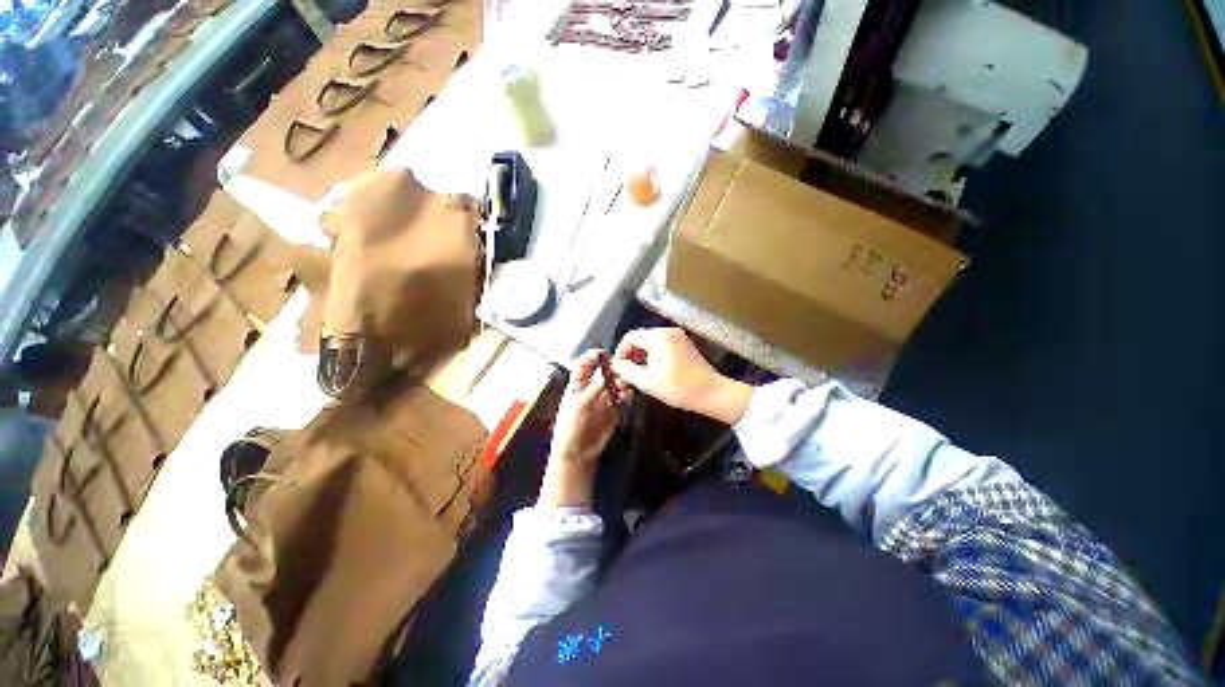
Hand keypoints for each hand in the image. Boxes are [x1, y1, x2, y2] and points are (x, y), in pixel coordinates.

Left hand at [539, 350, 630, 507]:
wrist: (577, 455)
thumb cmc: (569, 429)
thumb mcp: (578, 407)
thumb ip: (594, 390)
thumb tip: (608, 373)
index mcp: (577, 385)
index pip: (584, 365)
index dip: (592, 357)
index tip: (602, 353)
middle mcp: (591, 390)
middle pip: (604, 373)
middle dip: (612, 370)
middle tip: (621, 370)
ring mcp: (603, 400)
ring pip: (615, 385)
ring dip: (621, 382)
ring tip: (625, 385)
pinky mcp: (613, 411)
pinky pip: (622, 399)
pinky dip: (626, 396)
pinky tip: (627, 396)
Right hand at [611, 328, 751, 424]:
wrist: (711, 393)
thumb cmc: (678, 387)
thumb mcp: (646, 381)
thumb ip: (626, 370)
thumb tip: (615, 364)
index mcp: (658, 337)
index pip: (630, 337)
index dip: (621, 351)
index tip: (618, 367)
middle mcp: (668, 332)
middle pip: (641, 338)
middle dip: (631, 355)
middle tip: (626, 373)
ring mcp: (679, 338)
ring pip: (651, 343)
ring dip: (642, 357)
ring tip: (638, 374)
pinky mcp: (685, 346)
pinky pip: (663, 346)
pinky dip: (654, 356)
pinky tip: (653, 372)